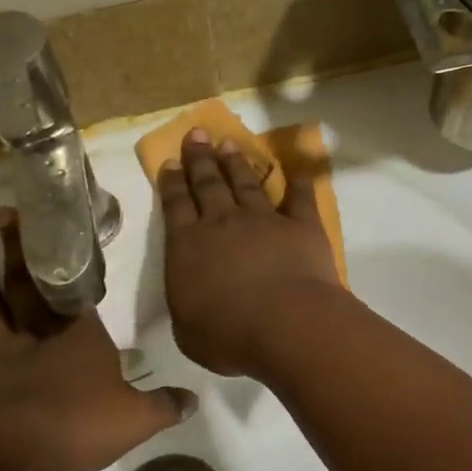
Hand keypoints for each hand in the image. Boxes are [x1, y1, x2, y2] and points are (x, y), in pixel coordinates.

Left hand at [0, 208, 194, 470]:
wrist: (12, 454)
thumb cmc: (78, 427)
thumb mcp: (136, 420)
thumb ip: (165, 406)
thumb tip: (194, 399)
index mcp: (79, 339)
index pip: (78, 294)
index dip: (72, 265)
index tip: (63, 234)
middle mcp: (36, 336)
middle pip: (27, 285)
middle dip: (20, 248)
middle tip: (6, 212)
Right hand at [158, 127, 346, 376]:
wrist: (285, 325)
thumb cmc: (228, 335)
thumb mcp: (188, 330)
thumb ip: (187, 306)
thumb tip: (191, 297)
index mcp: (188, 246)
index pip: (175, 206)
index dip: (172, 183)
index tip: (170, 162)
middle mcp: (223, 223)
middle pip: (208, 184)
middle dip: (200, 159)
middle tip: (197, 135)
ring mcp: (264, 220)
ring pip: (246, 184)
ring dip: (237, 164)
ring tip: (230, 145)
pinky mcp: (301, 226)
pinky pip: (299, 197)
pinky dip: (298, 181)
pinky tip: (296, 169)